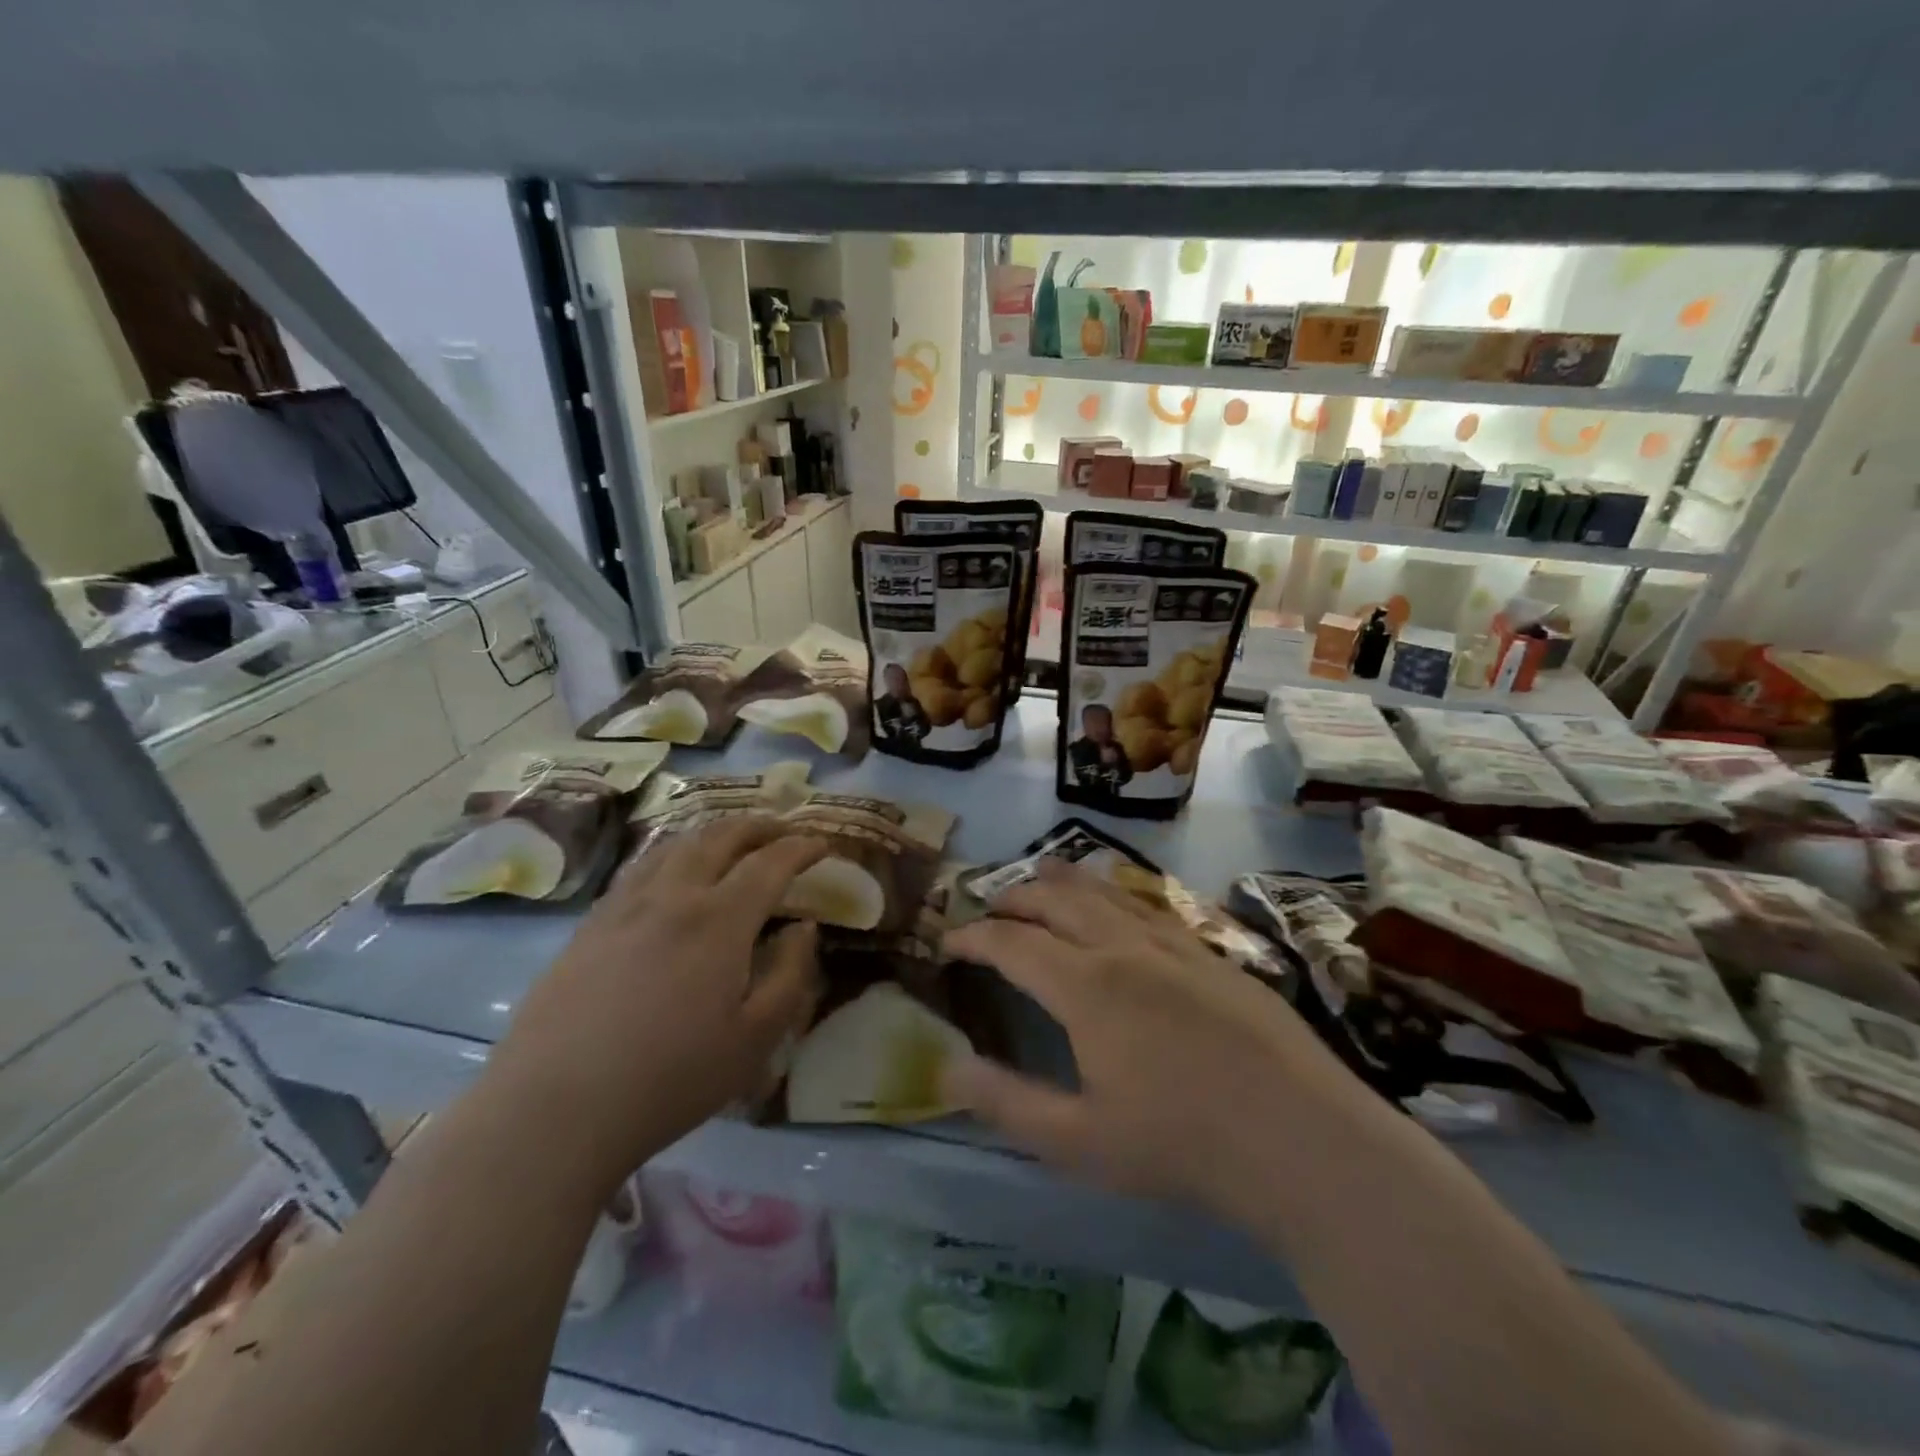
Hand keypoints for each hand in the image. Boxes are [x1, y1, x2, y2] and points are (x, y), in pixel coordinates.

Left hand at [483, 817, 826, 1194]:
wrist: (555, 1108)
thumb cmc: (671, 1078)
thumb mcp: (755, 1039)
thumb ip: (790, 975)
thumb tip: (803, 928)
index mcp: (719, 920)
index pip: (769, 863)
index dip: (800, 848)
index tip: (821, 844)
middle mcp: (673, 895)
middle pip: (720, 837)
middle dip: (758, 826)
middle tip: (782, 830)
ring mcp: (625, 905)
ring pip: (676, 845)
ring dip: (714, 833)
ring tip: (732, 841)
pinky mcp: (591, 924)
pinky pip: (641, 868)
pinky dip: (673, 853)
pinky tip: (673, 873)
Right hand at [941, 858, 1338, 1219]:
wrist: (1301, 1137)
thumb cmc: (1182, 1144)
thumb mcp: (1078, 1141)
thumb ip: (1006, 1102)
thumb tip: (945, 1066)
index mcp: (1086, 985)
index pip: (1011, 942)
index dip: (972, 936)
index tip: (948, 941)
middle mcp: (1123, 947)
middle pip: (1056, 900)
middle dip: (1014, 896)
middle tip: (989, 906)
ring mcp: (1173, 943)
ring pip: (1105, 891)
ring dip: (1063, 880)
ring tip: (1040, 873)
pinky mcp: (1211, 952)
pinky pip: (1147, 904)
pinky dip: (1113, 894)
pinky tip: (1118, 905)